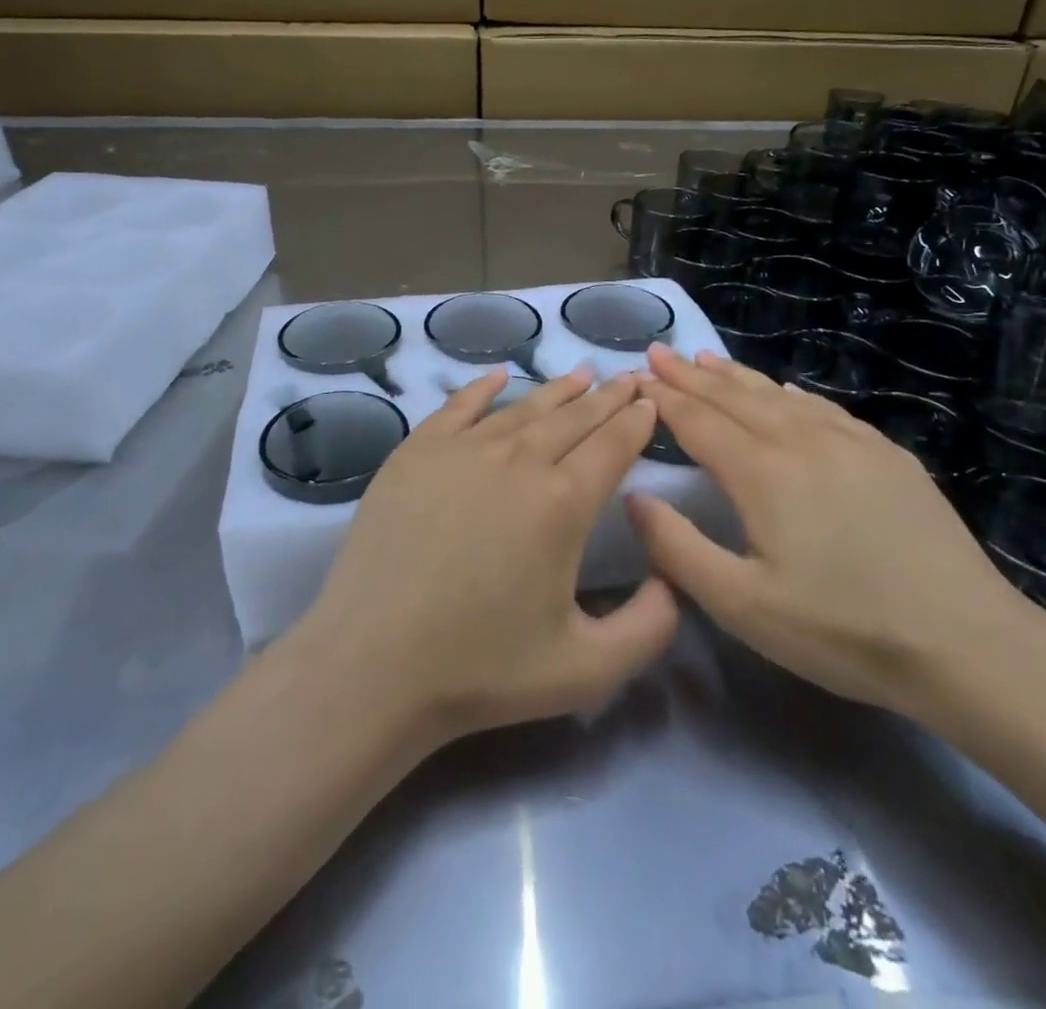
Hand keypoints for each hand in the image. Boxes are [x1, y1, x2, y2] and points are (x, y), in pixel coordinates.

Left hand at [292, 366, 678, 744]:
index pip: (613, 445)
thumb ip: (650, 627)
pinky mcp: (415, 453)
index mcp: (563, 503)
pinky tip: (499, 376)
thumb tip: (673, 578)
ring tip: (582, 374)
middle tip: (630, 378)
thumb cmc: (481, 670)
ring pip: (523, 408)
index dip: (636, 421)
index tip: (650, 400)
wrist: (371, 665)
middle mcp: (518, 460)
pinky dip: (483, 388)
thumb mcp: (587, 670)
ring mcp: (462, 450)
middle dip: (608, 397)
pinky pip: (458, 406)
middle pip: (574, 418)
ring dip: (558, 390)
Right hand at [629, 346, 1020, 715]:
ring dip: (736, 376)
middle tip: (659, 352)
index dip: (662, 398)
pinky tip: (785, 389)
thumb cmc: (842, 630)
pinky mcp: (888, 456)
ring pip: (779, 395)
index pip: (697, 421)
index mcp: (763, 473)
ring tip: (706, 359)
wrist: (967, 643)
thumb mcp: (743, 606)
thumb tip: (634, 497)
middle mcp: (803, 441)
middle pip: (734, 397)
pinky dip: (791, 393)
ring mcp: (852, 443)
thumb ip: (677, 548)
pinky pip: (824, 408)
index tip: (633, 376)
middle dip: (690, 375)